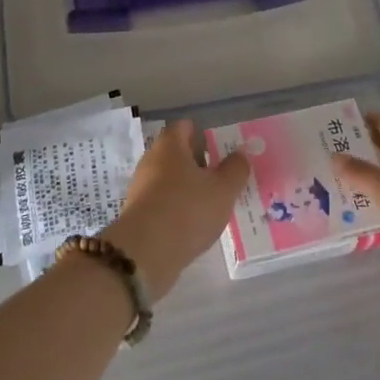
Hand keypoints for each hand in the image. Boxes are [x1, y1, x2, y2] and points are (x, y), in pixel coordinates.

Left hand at [101, 121, 249, 299]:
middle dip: (198, 163)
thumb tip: (240, 154)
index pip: (184, 126)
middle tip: (222, 177)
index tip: (220, 147)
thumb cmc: (187, 210)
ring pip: (170, 179)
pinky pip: (163, 202)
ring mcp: (141, 188)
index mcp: (169, 146)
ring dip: (188, 188)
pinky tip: (194, 224)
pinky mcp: (139, 214)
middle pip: (176, 153)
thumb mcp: (223, 189)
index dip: (202, 133)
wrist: (146, 253)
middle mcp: (151, 161)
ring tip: (212, 203)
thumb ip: (236, 169)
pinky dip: (178, 208)